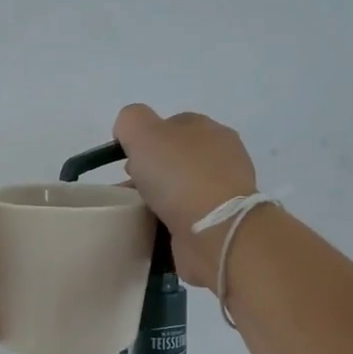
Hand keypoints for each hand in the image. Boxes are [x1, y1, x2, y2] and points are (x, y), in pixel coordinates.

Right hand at [113, 104, 259, 287]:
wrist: (215, 232)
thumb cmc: (180, 176)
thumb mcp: (144, 133)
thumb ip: (131, 121)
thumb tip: (129, 134)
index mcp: (209, 129)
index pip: (172, 124)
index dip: (145, 138)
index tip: (128, 160)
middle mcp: (222, 156)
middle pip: (176, 156)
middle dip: (151, 170)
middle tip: (130, 187)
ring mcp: (225, 191)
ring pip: (181, 187)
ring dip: (159, 197)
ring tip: (138, 211)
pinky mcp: (222, 222)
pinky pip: (188, 215)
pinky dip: (170, 220)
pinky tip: (156, 228)